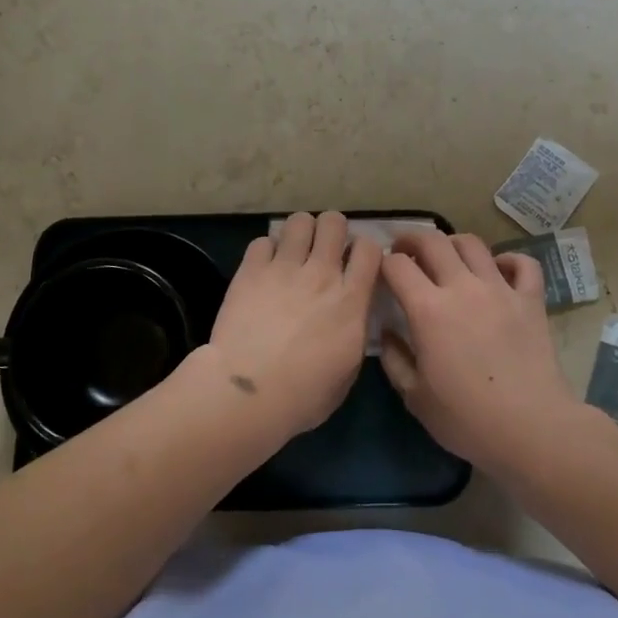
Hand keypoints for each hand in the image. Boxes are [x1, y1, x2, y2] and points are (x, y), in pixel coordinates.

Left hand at [196, 210, 380, 441]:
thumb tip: (352, 315)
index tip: (356, 262)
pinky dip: (266, 250)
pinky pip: (262, 241)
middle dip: (332, 229)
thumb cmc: (303, 396)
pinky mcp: (251, 270)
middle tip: (323, 248)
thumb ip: (354, 332)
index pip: (369, 248)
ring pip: (299, 221)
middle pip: (334, 222)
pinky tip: (264, 267)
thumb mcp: (348, 370)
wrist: (248, 394)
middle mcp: (321, 274)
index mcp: (350, 299)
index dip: (364, 249)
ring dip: (300, 232)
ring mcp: (284, 268)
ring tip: (294, 250)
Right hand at [380, 229, 577, 471]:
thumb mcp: (415, 397)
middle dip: (412, 239)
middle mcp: (462, 287)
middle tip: (406, 250)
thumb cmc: (467, 419)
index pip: (397, 265)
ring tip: (448, 257)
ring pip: (473, 244)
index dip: (384, 263)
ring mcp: (500, 289)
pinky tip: (498, 271)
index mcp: (428, 309)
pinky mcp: (531, 300)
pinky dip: (508, 260)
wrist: (531, 429)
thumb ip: (394, 359)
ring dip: (453, 244)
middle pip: (433, 241)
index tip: (381, 273)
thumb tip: (386, 332)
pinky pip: (522, 263)